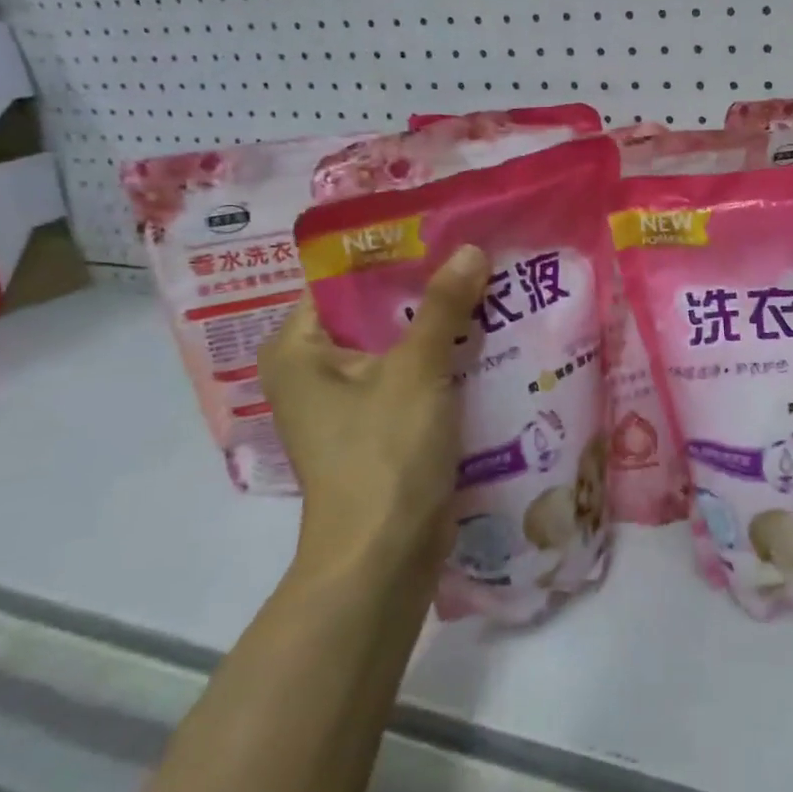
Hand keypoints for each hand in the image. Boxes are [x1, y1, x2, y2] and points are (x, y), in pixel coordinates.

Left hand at [258, 245, 487, 583]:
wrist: (385, 556)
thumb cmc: (384, 453)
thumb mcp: (416, 371)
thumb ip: (444, 307)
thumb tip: (470, 249)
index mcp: (298, 349)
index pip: (343, 281)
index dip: (394, 257)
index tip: (445, 235)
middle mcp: (314, 372)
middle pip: (377, 314)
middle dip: (428, 293)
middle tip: (478, 261)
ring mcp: (348, 404)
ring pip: (400, 348)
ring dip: (442, 329)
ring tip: (493, 292)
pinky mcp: (380, 430)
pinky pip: (413, 380)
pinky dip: (444, 365)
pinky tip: (489, 344)